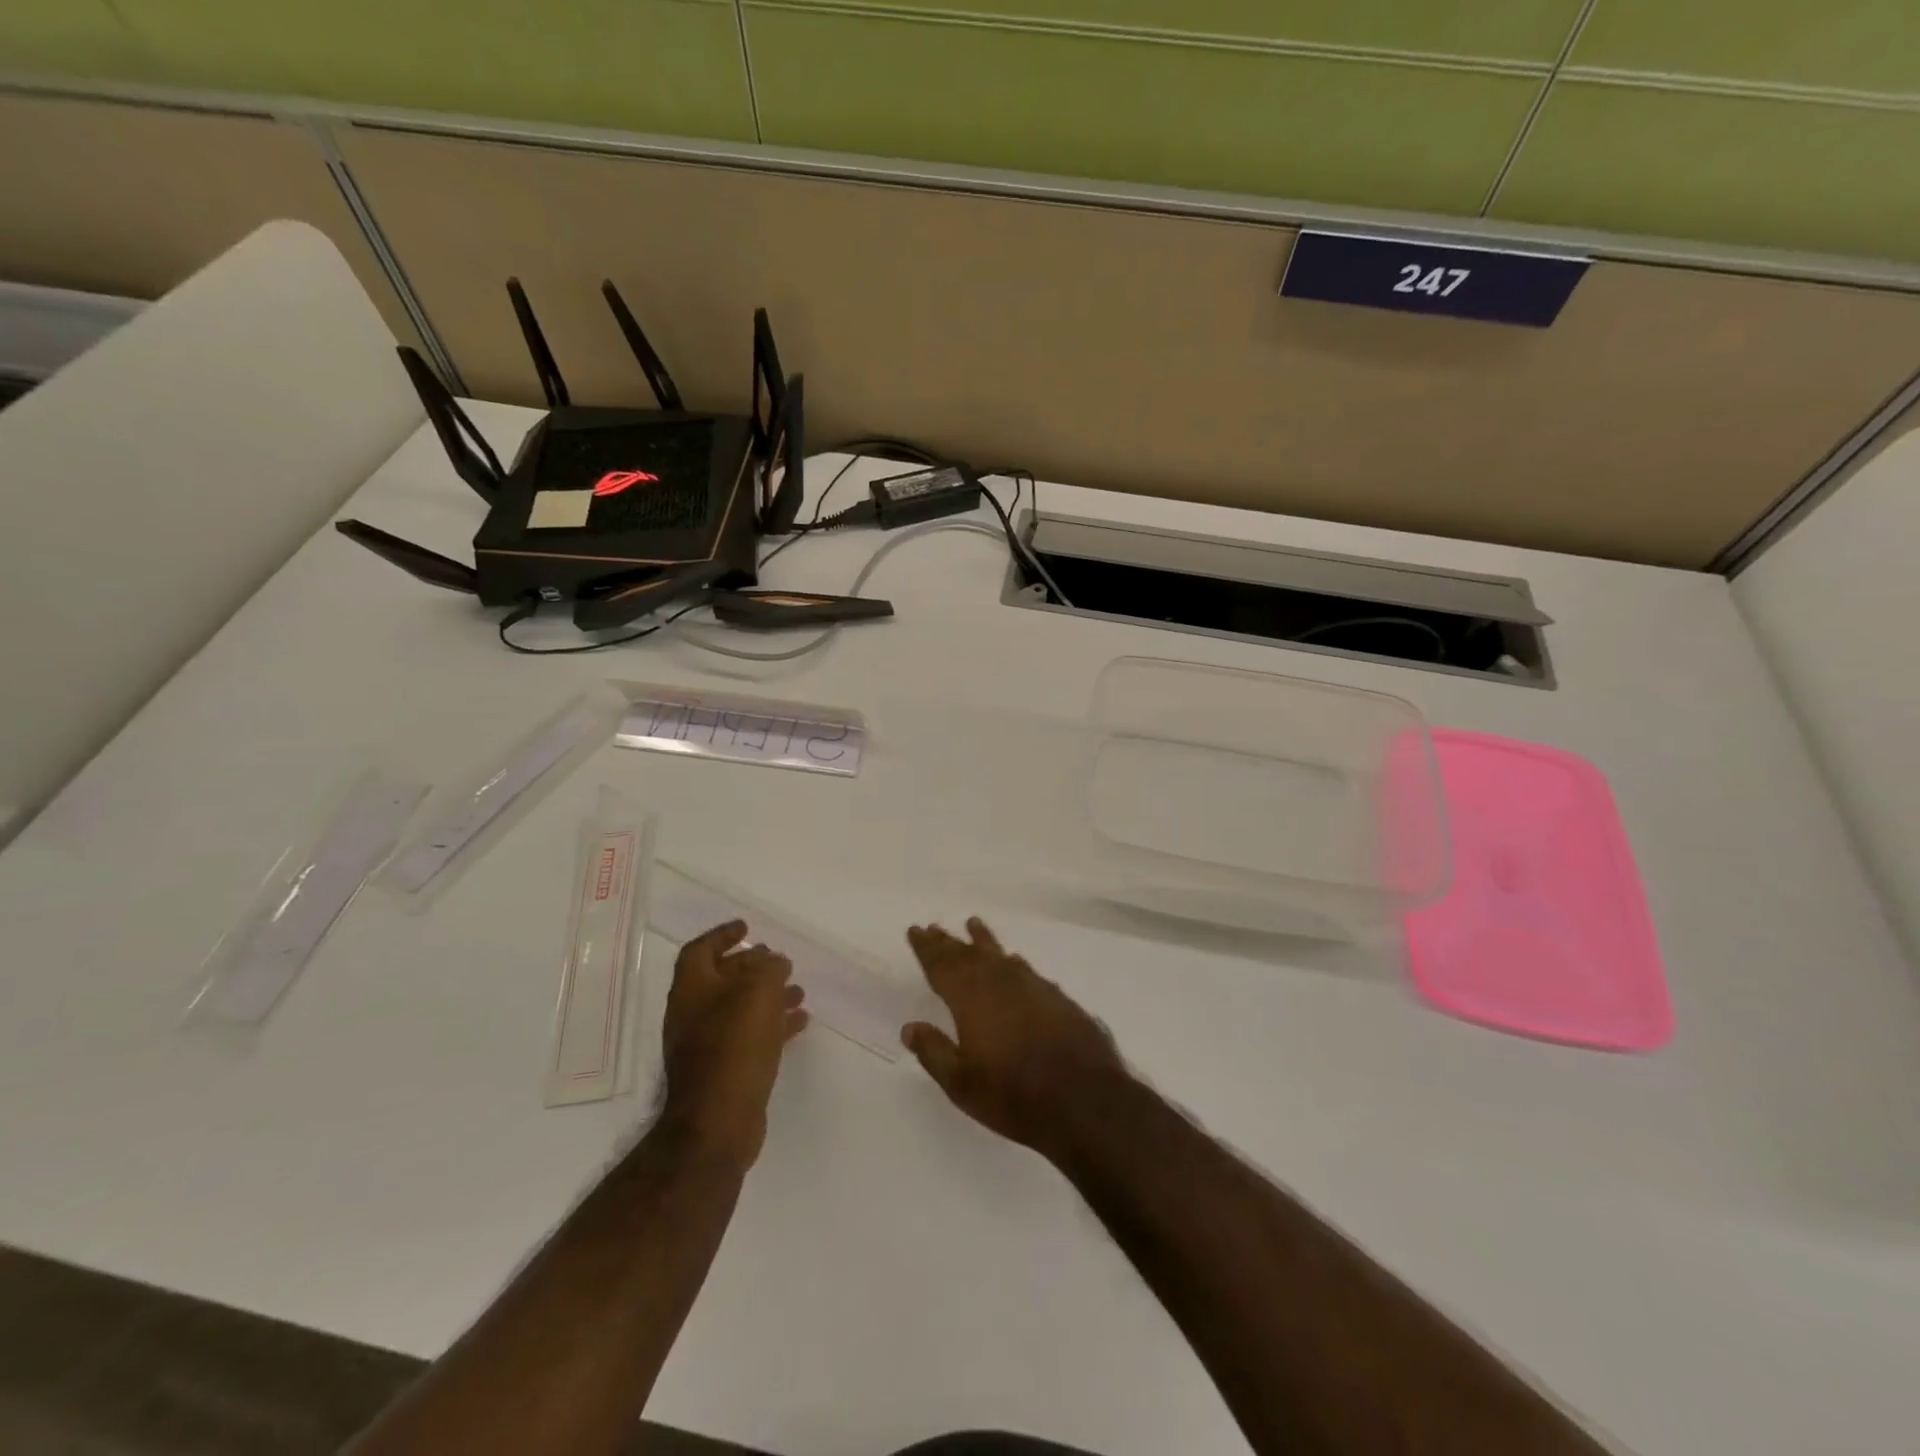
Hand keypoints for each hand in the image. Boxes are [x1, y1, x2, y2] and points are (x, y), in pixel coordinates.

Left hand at [660, 920, 808, 1170]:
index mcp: (692, 989)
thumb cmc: (734, 1047)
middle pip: (722, 978)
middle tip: (778, 960)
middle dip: (751, 966)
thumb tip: (774, 962)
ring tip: (799, 991)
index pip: (700, 950)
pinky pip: (750, 1036)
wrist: (717, 1123)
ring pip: (740, 1008)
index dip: (722, 935)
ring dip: (768, 995)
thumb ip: (769, 969)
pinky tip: (800, 1023)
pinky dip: (773, 1024)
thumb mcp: (758, 993)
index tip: (747, 926)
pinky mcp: (724, 1070)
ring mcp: (706, 1045)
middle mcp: (693, 1014)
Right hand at [902, 918, 1128, 1160]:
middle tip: (934, 927)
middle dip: (949, 941)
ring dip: (983, 940)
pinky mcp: (1057, 998)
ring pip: (1000, 955)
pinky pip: (1025, 969)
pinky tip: (1014, 960)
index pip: (942, 965)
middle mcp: (1000, 982)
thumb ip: (934, 1051)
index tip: (916, 930)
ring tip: (973, 924)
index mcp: (971, 999)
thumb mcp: (962, 1083)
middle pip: (968, 955)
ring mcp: (1032, 987)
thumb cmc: (1013, 1095)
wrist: (1084, 1099)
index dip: (927, 948)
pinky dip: (1012, 961)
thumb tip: (910, 1027)